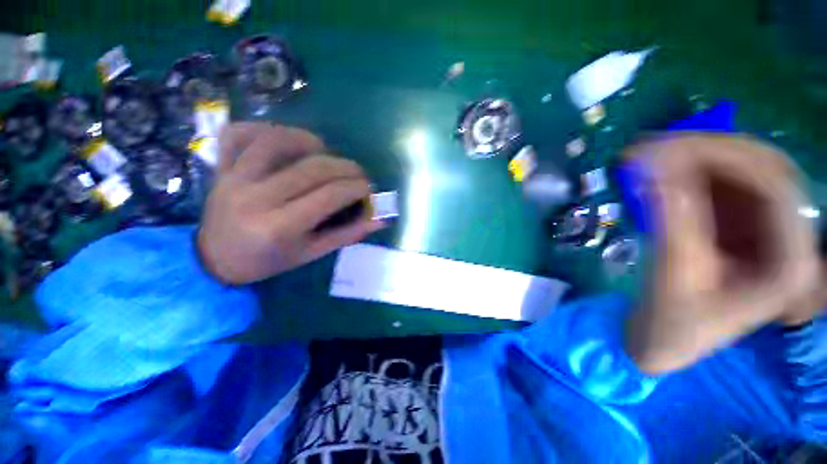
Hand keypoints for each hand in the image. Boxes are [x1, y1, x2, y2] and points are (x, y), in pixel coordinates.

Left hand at [198, 122, 383, 284]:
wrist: (215, 260)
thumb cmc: (268, 261)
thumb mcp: (312, 253)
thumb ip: (347, 234)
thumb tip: (379, 219)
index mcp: (280, 227)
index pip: (330, 195)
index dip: (357, 187)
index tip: (369, 189)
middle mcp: (257, 198)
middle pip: (312, 168)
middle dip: (345, 167)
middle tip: (358, 174)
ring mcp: (234, 178)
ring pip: (276, 142)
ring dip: (309, 140)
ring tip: (326, 151)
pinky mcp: (221, 168)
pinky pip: (239, 134)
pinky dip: (263, 128)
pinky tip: (284, 139)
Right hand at [623, 134, 821, 373]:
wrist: (665, 340)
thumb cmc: (673, 324)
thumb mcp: (675, 276)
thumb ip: (672, 220)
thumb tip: (653, 168)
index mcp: (788, 262)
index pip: (775, 187)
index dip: (725, 157)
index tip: (666, 149)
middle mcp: (786, 237)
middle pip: (760, 169)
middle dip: (706, 151)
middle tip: (651, 146)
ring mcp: (760, 228)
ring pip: (738, 171)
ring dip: (692, 157)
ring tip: (645, 155)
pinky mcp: (734, 225)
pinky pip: (715, 185)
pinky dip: (684, 172)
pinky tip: (655, 172)